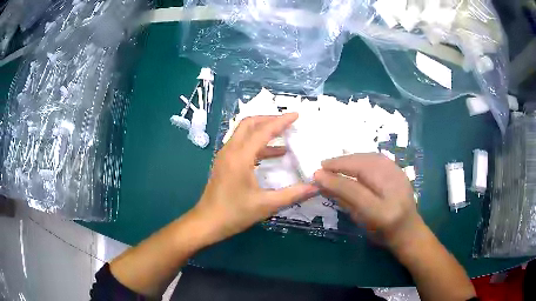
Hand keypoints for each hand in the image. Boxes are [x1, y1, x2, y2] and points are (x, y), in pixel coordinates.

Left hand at [190, 113, 317, 243]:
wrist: (207, 222)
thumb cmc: (235, 213)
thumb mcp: (266, 205)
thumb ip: (292, 194)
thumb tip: (315, 187)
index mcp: (240, 157)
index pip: (263, 131)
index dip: (281, 121)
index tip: (296, 115)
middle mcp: (230, 150)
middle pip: (249, 123)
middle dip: (269, 119)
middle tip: (287, 123)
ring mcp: (225, 155)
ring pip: (243, 133)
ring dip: (262, 131)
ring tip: (284, 136)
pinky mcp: (224, 162)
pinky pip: (241, 144)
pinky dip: (257, 143)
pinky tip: (272, 154)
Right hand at [313, 153, 421, 248]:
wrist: (409, 230)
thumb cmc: (382, 234)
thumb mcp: (361, 223)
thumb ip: (344, 201)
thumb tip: (323, 183)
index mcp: (382, 213)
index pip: (355, 191)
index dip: (334, 180)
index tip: (317, 174)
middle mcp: (394, 192)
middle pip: (365, 168)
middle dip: (341, 163)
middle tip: (324, 165)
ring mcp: (400, 178)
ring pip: (371, 158)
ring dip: (350, 157)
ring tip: (335, 162)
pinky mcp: (401, 172)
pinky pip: (379, 158)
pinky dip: (362, 156)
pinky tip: (353, 160)